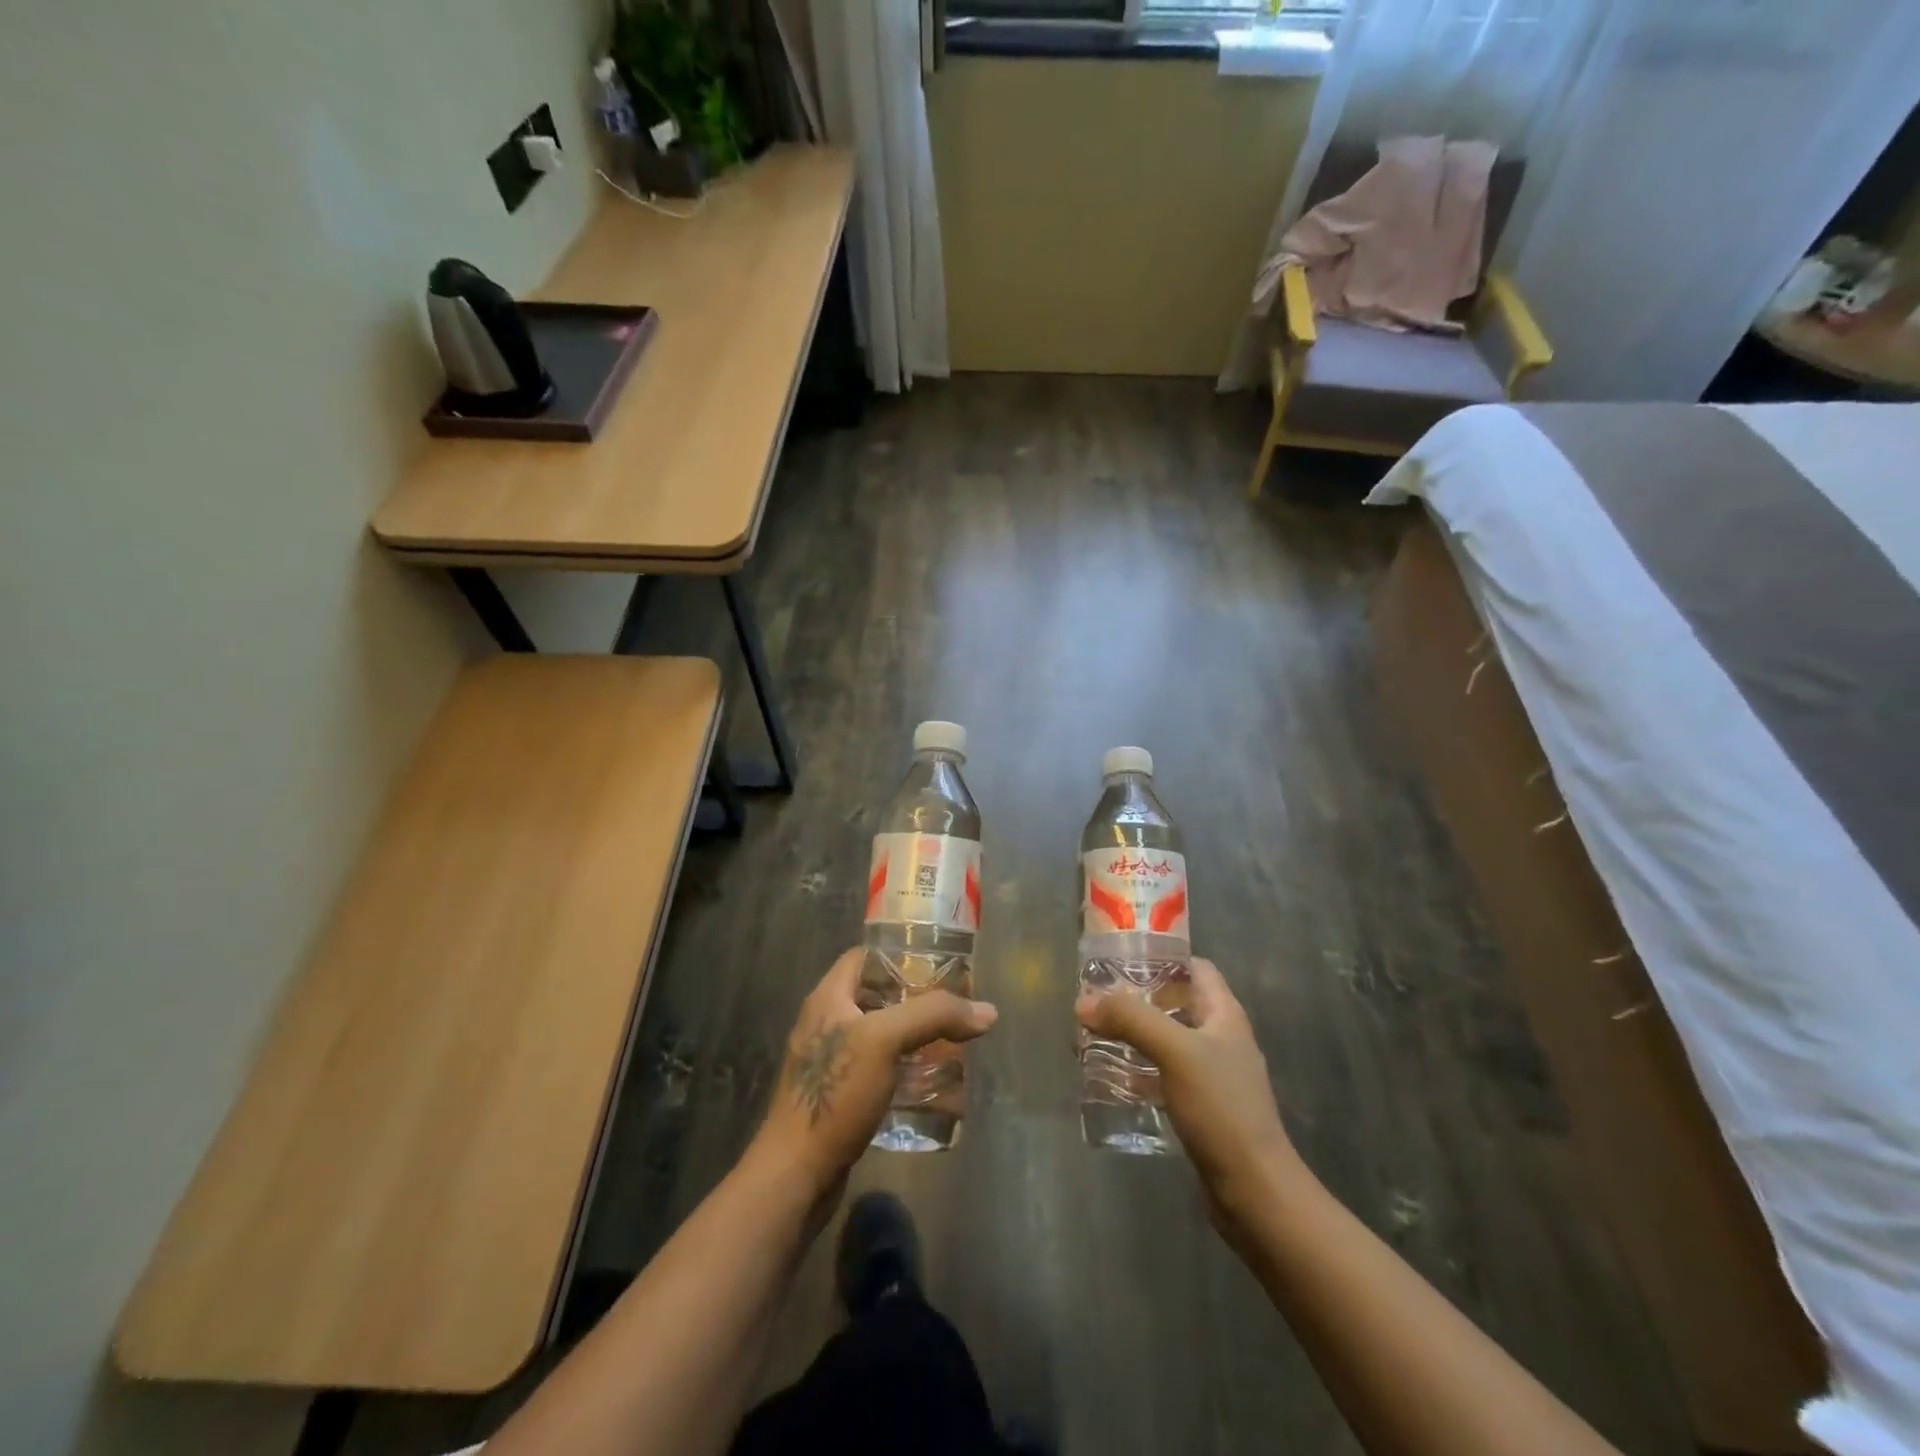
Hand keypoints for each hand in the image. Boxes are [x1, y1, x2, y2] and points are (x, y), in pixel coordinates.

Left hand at [752, 948, 998, 1195]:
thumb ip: (934, 1016)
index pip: (864, 956)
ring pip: (879, 1034)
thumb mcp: (884, 1040)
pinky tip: (930, 1081)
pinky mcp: (839, 1096)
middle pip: (876, 995)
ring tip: (951, 1041)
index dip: (899, 954)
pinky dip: (904, 1068)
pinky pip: (878, 1069)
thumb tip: (988, 1011)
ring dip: (913, 1036)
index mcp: (828, 998)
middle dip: (915, 998)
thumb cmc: (835, 1093)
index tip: (938, 963)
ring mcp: (831, 1062)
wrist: (796, 1173)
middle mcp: (826, 1022)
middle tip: (954, 1005)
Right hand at [1076, 958, 1302, 1232]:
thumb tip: (1083, 1002)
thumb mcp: (1175, 1052)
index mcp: (1224, 1014)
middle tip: (1096, 999)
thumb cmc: (1221, 1109)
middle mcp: (1220, 1038)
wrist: (1254, 1191)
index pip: (1195, 968)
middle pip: (1176, 1003)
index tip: (1120, 959)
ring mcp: (1212, 1075)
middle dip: (1137, 998)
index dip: (1161, 958)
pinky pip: (1164, 1075)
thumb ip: (1131, 1020)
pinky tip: (1111, 1079)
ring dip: (1133, 1035)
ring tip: (1093, 1035)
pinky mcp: (1201, 1108)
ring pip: (1167, 1040)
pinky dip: (1138, 1071)